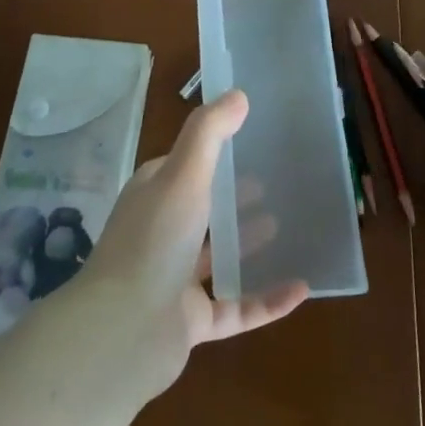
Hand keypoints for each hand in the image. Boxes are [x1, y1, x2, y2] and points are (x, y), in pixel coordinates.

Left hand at [81, 90, 308, 395]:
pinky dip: (267, 300)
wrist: (123, 331)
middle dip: (231, 196)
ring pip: (216, 257)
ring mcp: (174, 280)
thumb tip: (238, 94)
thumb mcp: (184, 174)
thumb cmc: (155, 240)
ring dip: (246, 243)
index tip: (249, 140)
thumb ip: (210, 133)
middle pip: (202, 210)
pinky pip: (236, 307)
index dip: (211, 153)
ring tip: (282, 224)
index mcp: (153, 196)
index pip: (182, 166)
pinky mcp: (191, 321)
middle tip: (272, 181)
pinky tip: (301, 288)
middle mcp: (161, 233)